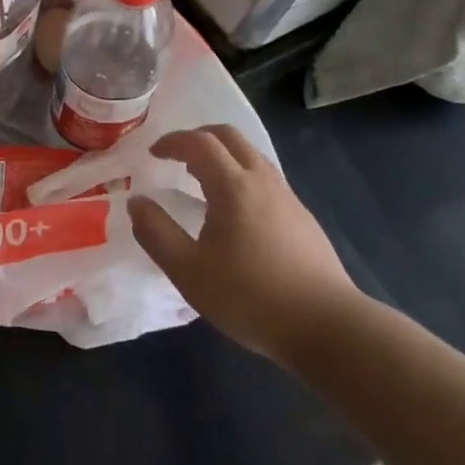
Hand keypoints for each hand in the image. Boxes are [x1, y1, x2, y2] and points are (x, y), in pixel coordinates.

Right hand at [129, 125, 362, 367]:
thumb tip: (137, 202)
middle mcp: (262, 181)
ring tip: (201, 180)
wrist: (327, 327)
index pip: (199, 142)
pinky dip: (241, 175)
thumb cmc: (249, 297)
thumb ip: (156, 233)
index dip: (172, 141)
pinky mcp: (303, 218)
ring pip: (252, 156)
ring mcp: (287, 198)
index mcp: (233, 186)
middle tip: (176, 156)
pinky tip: (234, 212)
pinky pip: (265, 178)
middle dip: (199, 137)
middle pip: (230, 137)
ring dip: (222, 155)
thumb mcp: (188, 271)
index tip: (153, 153)